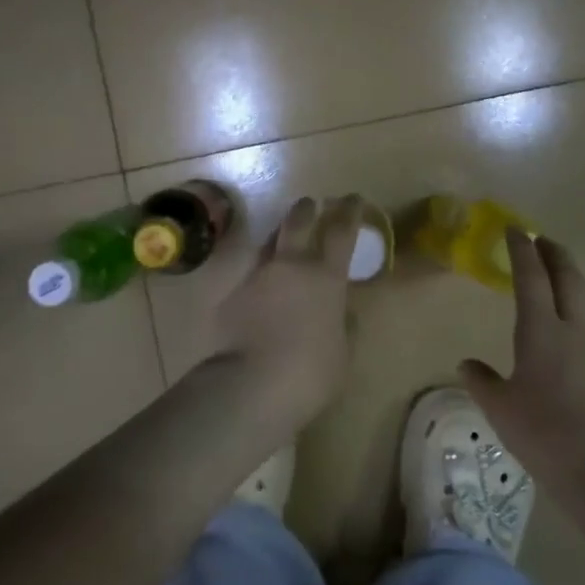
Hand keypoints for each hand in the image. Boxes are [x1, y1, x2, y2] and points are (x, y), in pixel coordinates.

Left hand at [215, 195, 360, 417]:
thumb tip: (341, 311)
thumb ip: (343, 324)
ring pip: (268, 242)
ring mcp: (256, 276)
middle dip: (306, 209)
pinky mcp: (231, 294)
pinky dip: (259, 277)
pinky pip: (249, 275)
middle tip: (311, 205)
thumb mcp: (342, 351)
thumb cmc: (311, 372)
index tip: (353, 198)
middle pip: (297, 221)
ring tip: (284, 243)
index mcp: (325, 277)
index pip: (341, 231)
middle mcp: (290, 265)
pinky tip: (261, 293)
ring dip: (279, 238)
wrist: (252, 385)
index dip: (349, 211)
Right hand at [459, 230, 584, 478]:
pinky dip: (578, 301)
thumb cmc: (546, 434)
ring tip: (558, 268)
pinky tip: (570, 318)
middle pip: (568, 278)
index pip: (531, 278)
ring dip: (571, 275)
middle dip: (554, 254)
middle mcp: (573, 330)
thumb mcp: (501, 409)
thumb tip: (467, 364)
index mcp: (542, 331)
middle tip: (540, 238)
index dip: (522, 251)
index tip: (514, 229)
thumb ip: (482, 381)